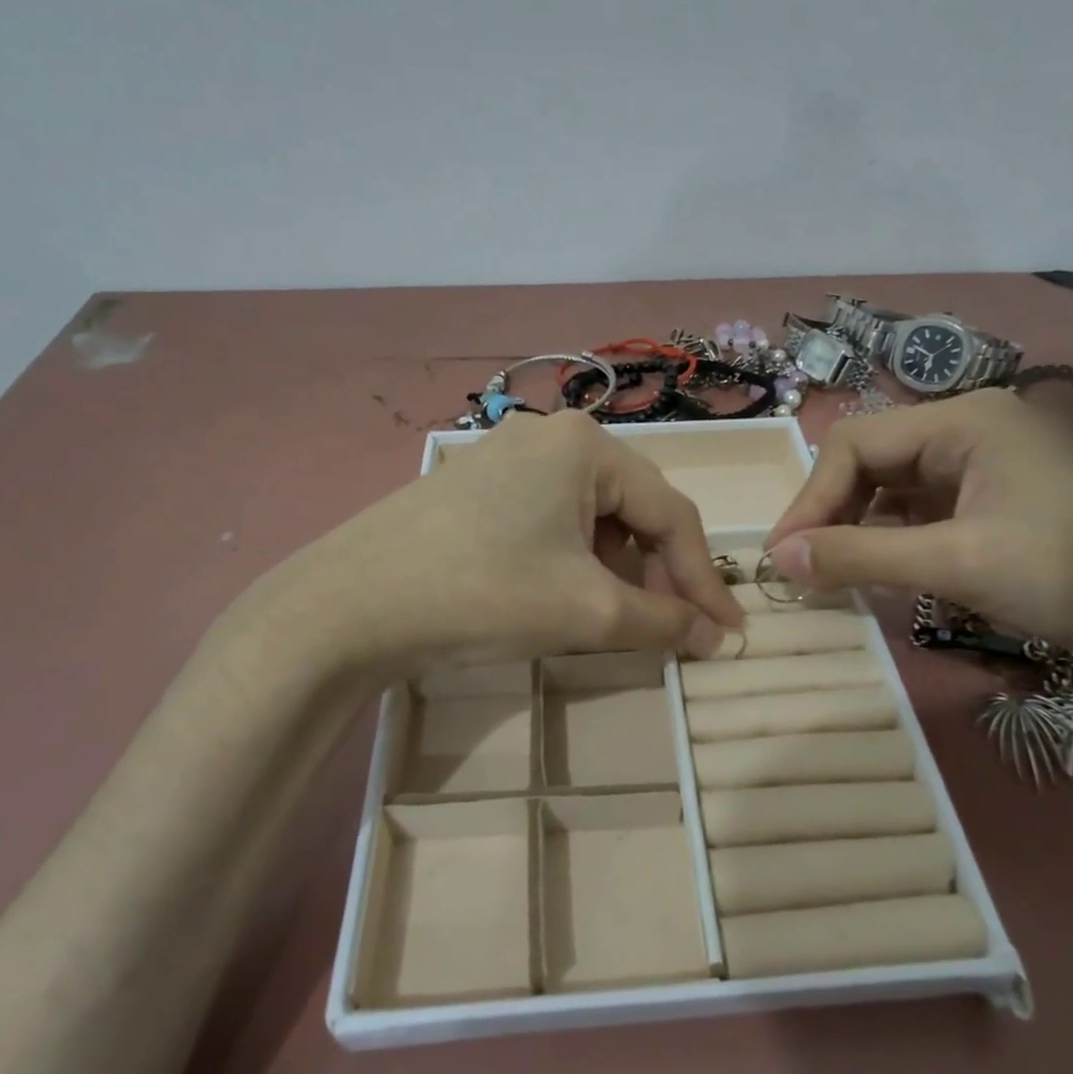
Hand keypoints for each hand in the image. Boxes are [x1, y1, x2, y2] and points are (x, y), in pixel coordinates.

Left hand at [233, 410, 741, 679]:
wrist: (347, 606)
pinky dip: (573, 561)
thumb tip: (716, 637)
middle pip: (633, 509)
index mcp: (587, 445)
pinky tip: (563, 596)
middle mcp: (550, 436)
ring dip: (617, 569)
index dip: (703, 580)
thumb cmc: (483, 594)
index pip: (672, 513)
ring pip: (591, 517)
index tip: (725, 635)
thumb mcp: (588, 611)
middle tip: (673, 629)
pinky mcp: (474, 487)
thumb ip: (664, 621)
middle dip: (659, 573)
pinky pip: (549, 520)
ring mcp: (504, 457)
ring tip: (617, 618)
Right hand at [764, 390, 1072, 678]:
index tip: (783, 555)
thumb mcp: (957, 564)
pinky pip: (922, 509)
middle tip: (803, 567)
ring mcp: (985, 463)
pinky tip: (879, 569)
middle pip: (871, 459)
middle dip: (831, 512)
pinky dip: (891, 537)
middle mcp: (969, 428)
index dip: (811, 498)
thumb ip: (860, 556)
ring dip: (858, 527)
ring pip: (893, 486)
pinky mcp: (994, 499)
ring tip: (833, 573)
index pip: (855, 444)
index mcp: (963, 420)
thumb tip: (778, 558)